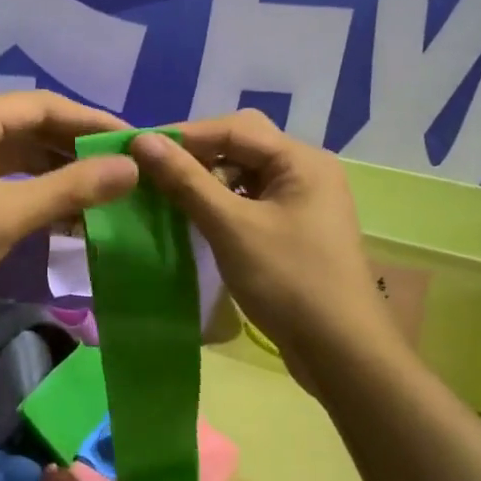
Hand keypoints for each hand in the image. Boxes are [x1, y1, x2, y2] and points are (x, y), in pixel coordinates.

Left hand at [0, 92, 139, 308]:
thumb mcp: (8, 212)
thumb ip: (71, 188)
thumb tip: (130, 167)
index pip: (46, 106)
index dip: (92, 122)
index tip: (134, 140)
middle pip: (31, 127)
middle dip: (76, 148)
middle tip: (123, 168)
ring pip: (17, 155)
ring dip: (56, 172)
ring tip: (101, 192)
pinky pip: (1, 177)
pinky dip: (31, 190)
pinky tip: (60, 212)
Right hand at [129, 110, 405, 379]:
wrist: (342, 352)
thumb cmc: (288, 281)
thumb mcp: (231, 226)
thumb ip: (186, 180)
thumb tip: (142, 140)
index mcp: (301, 160)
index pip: (234, 128)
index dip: (185, 136)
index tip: (138, 150)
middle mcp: (306, 171)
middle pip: (242, 147)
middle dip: (197, 157)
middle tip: (153, 174)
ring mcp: (303, 203)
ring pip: (244, 175)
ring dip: (206, 183)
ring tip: (168, 199)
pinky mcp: (295, 231)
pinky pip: (250, 202)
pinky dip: (221, 205)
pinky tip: (196, 221)